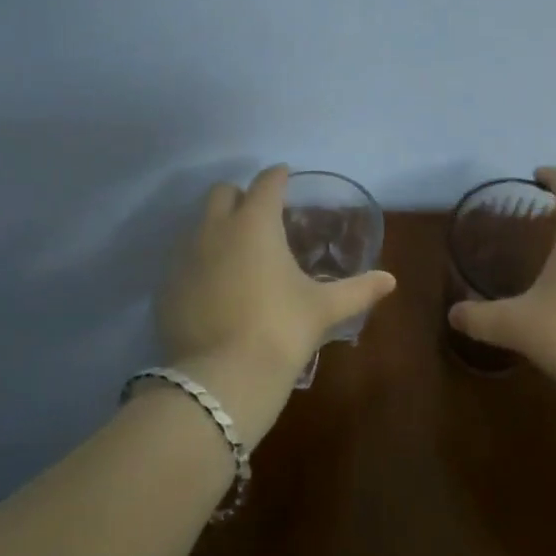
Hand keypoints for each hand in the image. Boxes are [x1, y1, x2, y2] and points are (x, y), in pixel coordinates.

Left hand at [156, 164, 396, 441]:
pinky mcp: (165, 288)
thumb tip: (390, 280)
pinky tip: (216, 288)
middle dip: (241, 196)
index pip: (266, 183)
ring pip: (197, 225)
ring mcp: (183, 258)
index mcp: (255, 223)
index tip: (285, 178)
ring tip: (239, 253)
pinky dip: (200, 263)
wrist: (222, 378)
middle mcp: (214, 229)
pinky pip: (182, 261)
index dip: (278, 177)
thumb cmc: (281, 329)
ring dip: (217, 228)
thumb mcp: (324, 308)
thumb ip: (358, 290)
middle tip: (261, 216)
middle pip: (222, 193)